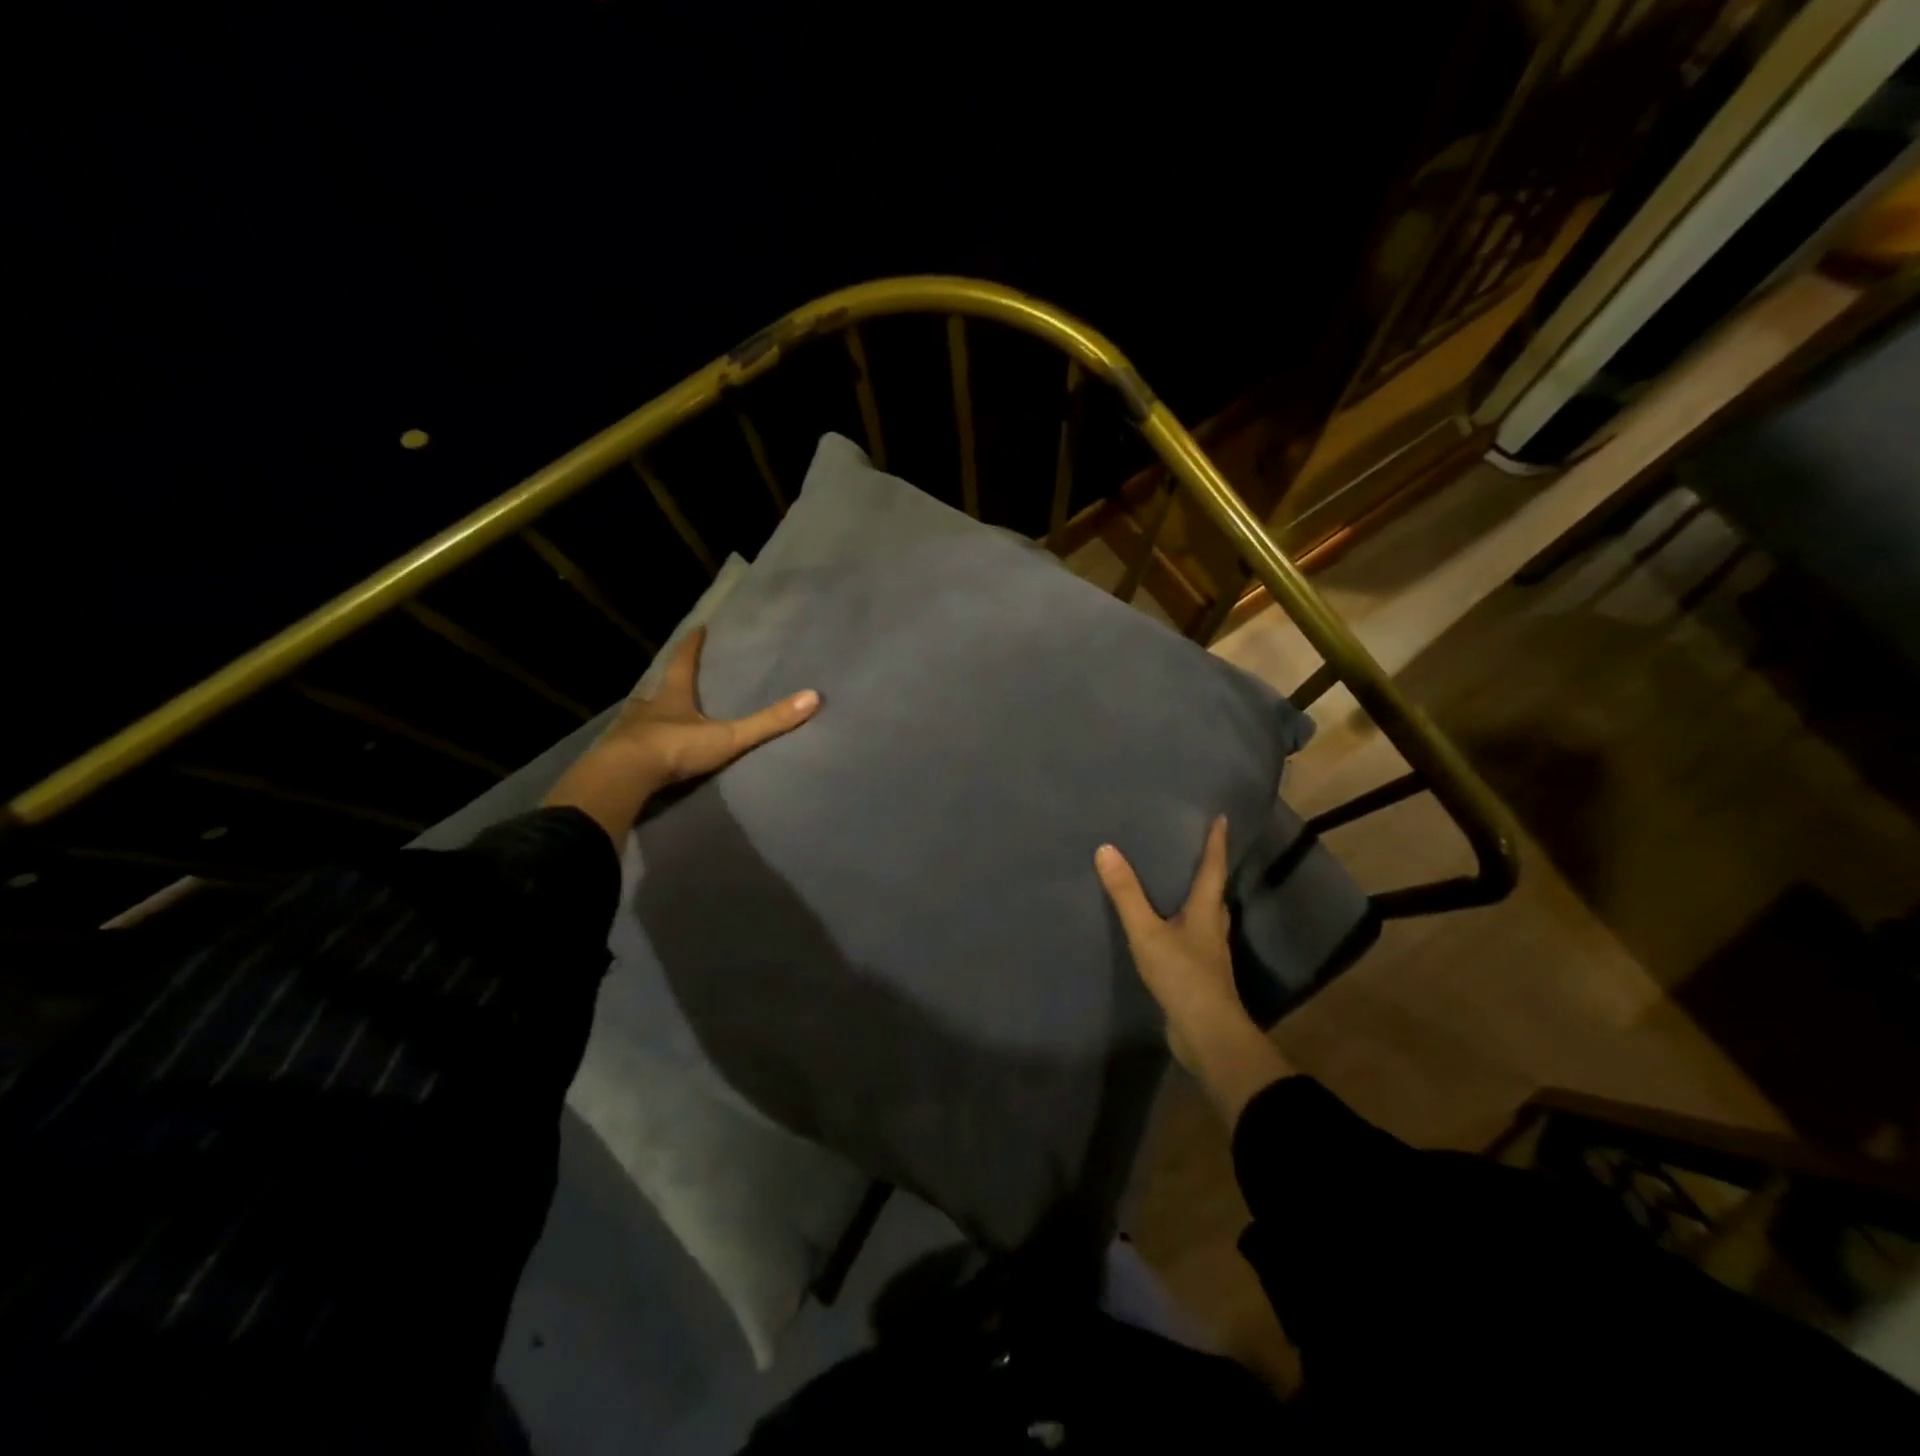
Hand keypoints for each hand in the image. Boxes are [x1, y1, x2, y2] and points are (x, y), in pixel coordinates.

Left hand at [543, 627, 819, 843]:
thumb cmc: (675, 748)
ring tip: (656, 715)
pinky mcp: (615, 755)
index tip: (696, 629)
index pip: (683, 663)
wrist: (624, 776)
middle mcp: (646, 708)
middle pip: (658, 689)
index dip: (691, 646)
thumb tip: (812, 698)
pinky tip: (640, 749)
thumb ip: (767, 722)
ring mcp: (627, 731)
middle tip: (674, 679)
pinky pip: (628, 744)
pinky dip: (637, 742)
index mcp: (672, 697)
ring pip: (640, 715)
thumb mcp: (728, 736)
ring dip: (649, 714)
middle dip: (667, 683)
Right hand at [1096, 817, 1292, 1122]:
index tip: (1222, 818)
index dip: (1216, 843)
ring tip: (1176, 882)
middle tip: (1192, 847)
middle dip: (1206, 869)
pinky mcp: (1198, 974)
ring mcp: (1208, 954)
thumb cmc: (1183, 976)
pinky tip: (1166, 928)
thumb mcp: (1148, 932)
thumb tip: (1106, 849)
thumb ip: (1126, 894)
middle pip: (1213, 892)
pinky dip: (1182, 925)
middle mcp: (1212, 928)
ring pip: (1204, 916)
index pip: (1213, 869)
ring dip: (1195, 898)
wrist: (1207, 1035)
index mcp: (1205, 911)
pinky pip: (1191, 938)